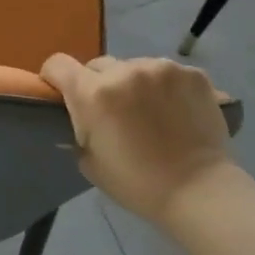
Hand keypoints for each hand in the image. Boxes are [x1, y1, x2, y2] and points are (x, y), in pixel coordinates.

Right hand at [41, 54, 234, 222]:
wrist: (199, 190)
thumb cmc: (137, 183)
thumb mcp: (89, 161)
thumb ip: (79, 129)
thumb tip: (81, 117)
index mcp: (93, 93)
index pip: (58, 64)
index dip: (55, 77)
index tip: (63, 93)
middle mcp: (125, 71)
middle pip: (98, 65)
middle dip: (99, 84)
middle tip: (114, 112)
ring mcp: (162, 68)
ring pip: (135, 66)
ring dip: (135, 84)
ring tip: (151, 112)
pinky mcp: (192, 73)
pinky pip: (167, 73)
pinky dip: (166, 87)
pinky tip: (176, 110)